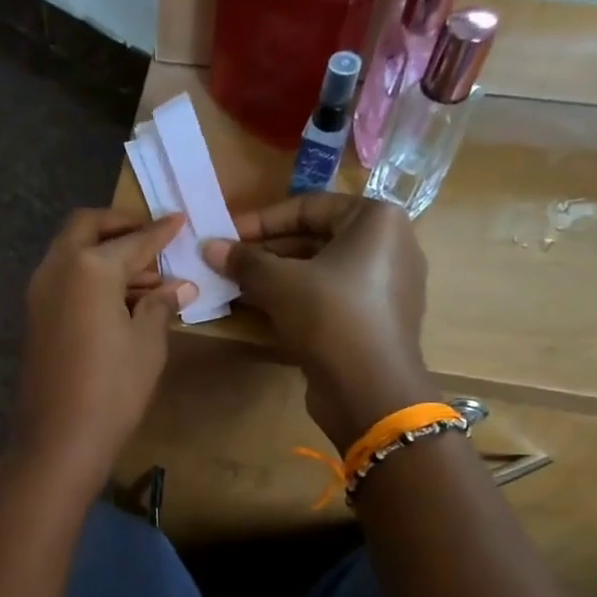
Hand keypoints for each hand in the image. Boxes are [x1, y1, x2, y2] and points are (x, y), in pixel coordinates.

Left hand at [13, 210, 194, 485]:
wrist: (59, 438)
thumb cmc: (113, 388)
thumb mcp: (147, 344)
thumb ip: (161, 306)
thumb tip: (179, 287)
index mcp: (89, 267)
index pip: (133, 240)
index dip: (161, 232)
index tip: (180, 220)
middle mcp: (57, 269)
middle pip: (86, 228)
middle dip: (119, 225)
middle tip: (150, 236)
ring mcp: (39, 293)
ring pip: (71, 253)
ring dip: (103, 253)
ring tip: (145, 276)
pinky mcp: (34, 317)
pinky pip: (63, 279)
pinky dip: (88, 276)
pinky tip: (118, 299)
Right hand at [204, 193, 437, 449]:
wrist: (370, 389)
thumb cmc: (330, 316)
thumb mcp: (279, 283)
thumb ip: (244, 260)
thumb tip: (208, 246)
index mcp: (376, 220)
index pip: (308, 207)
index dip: (260, 220)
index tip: (225, 234)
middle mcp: (388, 246)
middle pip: (314, 239)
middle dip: (266, 252)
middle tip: (226, 263)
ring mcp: (385, 286)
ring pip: (319, 271)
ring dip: (275, 278)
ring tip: (235, 286)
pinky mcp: (375, 320)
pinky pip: (330, 298)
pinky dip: (296, 300)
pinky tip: (261, 311)